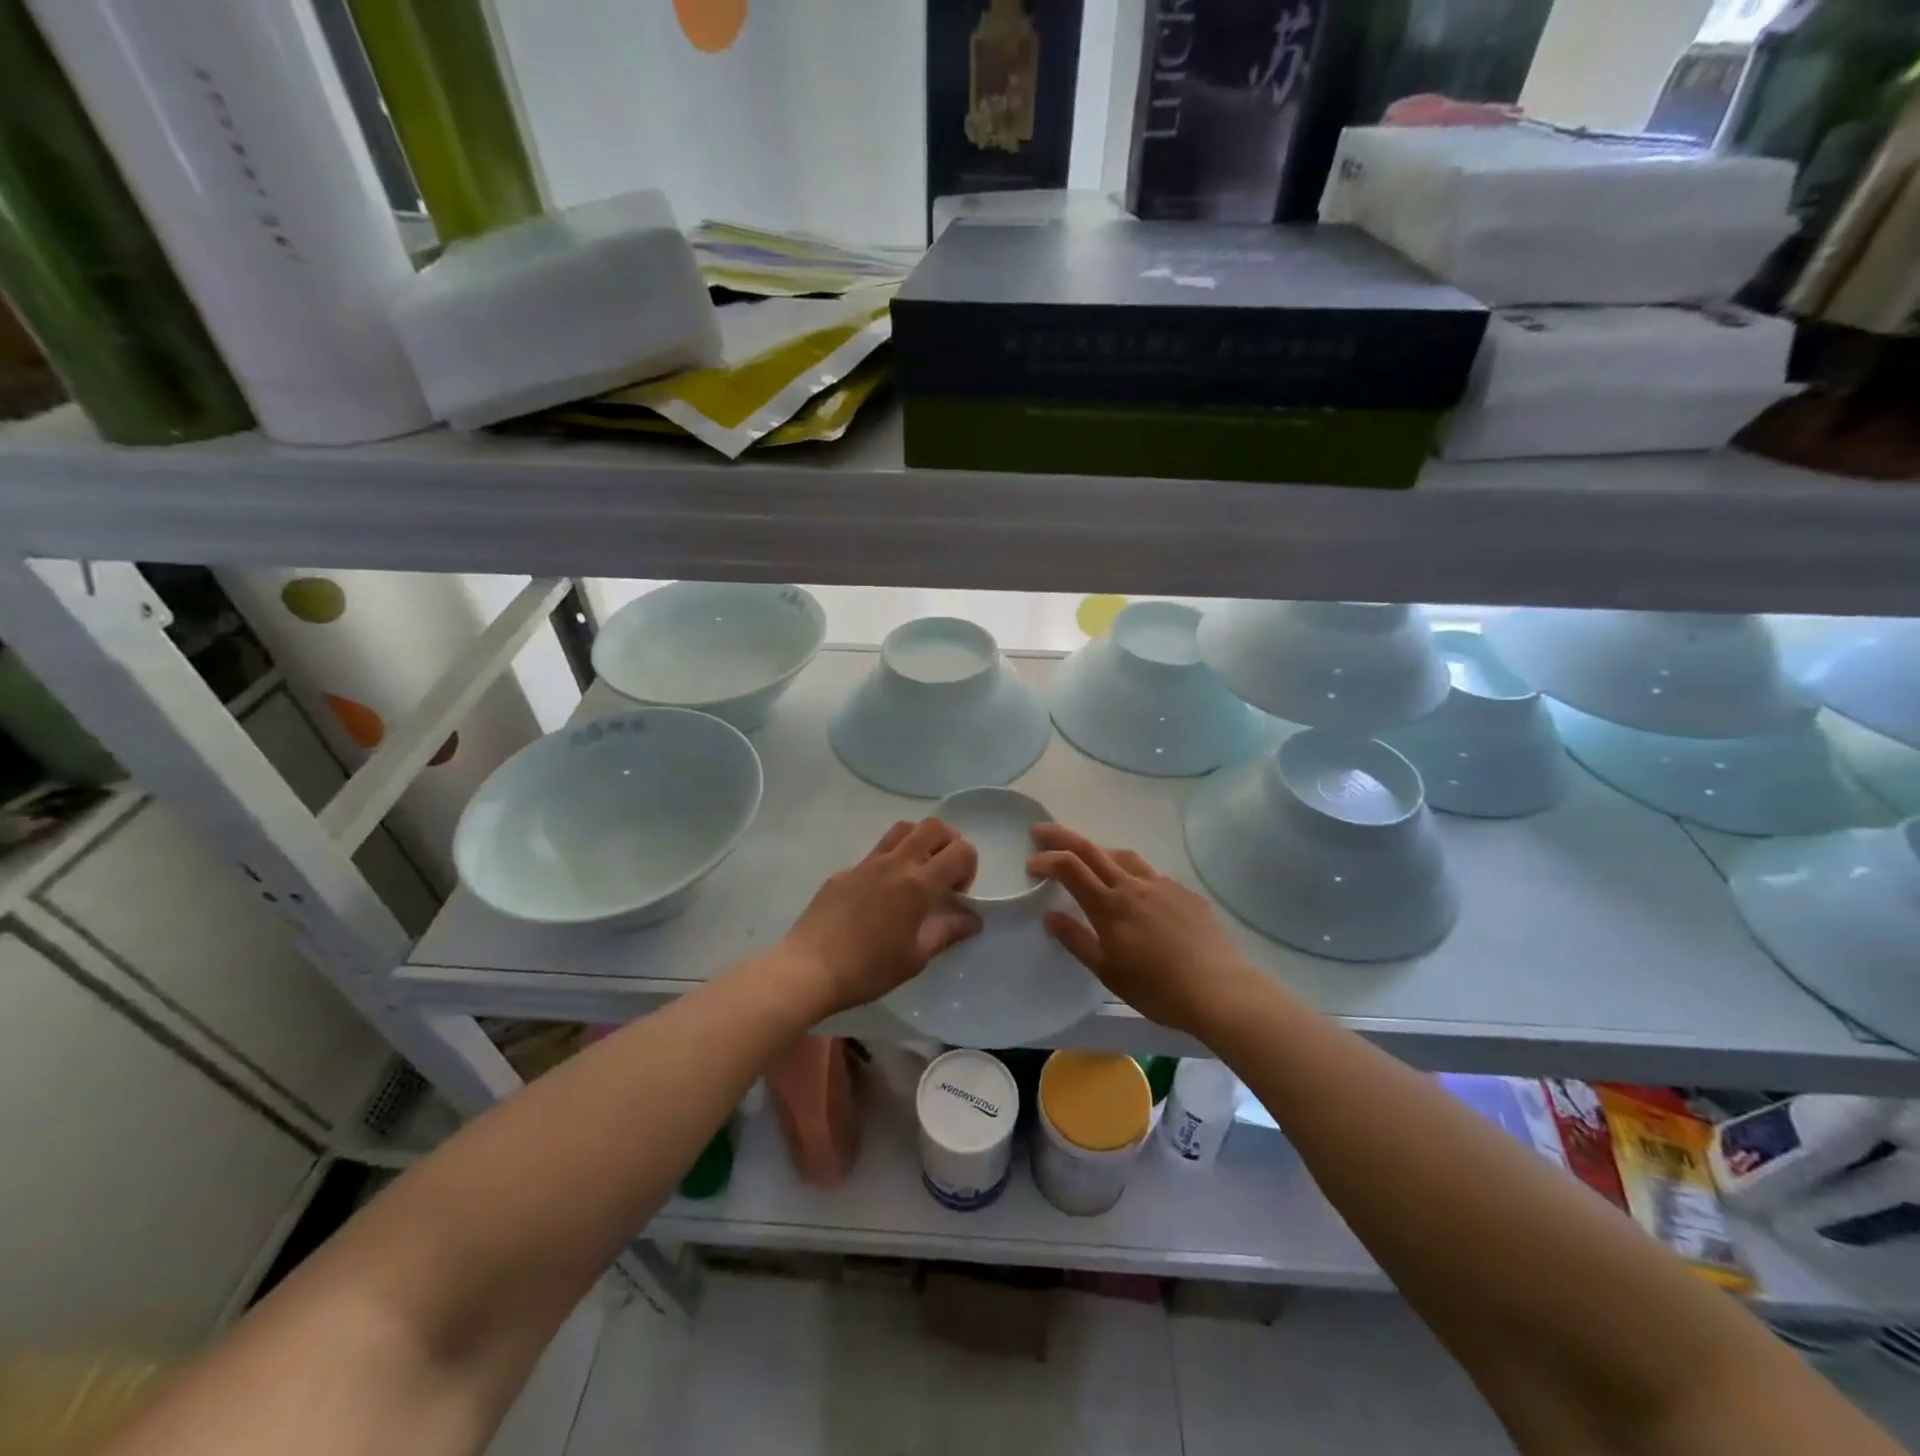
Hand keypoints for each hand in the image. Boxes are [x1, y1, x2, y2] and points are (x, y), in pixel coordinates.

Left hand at [780, 819, 979, 1016]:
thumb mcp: (916, 958)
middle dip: (948, 844)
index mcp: (919, 884)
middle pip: (934, 826)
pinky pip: (875, 852)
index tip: (956, 895)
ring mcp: (867, 863)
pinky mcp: (844, 871)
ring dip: (919, 843)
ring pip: (903, 828)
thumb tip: (973, 919)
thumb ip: (947, 932)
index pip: (961, 850)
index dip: (969, 868)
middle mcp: (896, 863)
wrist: (809, 968)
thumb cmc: (868, 969)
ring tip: (915, 876)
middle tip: (942, 876)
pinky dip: (889, 862)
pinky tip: (879, 897)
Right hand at [1028, 823, 1252, 1036]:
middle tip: (1041, 831)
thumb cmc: (1156, 988)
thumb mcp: (1107, 972)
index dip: (1046, 859)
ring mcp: (1162, 885)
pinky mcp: (1185, 893)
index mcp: (1109, 905)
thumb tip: (1050, 915)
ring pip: (1124, 856)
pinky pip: (1151, 874)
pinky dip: (1132, 874)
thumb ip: (1077, 940)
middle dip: (1062, 836)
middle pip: (1092, 849)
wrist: (1218, 990)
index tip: (1030, 864)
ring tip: (1089, 859)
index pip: (1070, 867)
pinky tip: (1137, 893)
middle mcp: (1133, 885)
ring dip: (1099, 851)